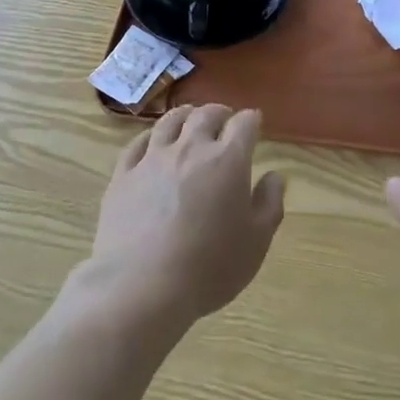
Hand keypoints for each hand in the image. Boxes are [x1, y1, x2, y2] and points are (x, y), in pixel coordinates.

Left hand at [84, 104, 284, 332]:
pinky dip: (151, 136)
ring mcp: (153, 159)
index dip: (252, 120)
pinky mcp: (123, 175)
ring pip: (170, 121)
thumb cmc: (209, 267)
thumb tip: (275, 176)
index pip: (244, 124)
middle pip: (206, 115)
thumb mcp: (256, 241)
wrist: (142, 287)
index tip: (255, 123)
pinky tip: (154, 142)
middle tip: (224, 119)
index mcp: (228, 160)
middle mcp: (190, 148)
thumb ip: (269, 203)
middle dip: (219, 112)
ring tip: (190, 119)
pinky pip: (138, 143)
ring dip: (185, 115)